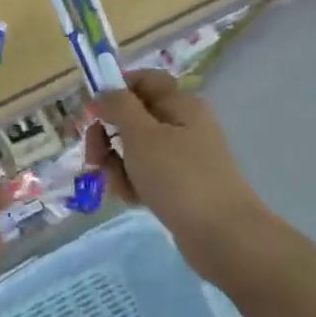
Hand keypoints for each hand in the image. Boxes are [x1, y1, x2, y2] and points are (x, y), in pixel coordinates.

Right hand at [87, 69, 271, 287]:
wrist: (222, 236)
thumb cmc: (179, 178)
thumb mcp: (142, 136)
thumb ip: (119, 107)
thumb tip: (104, 92)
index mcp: (180, 104)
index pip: (143, 80)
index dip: (115, 91)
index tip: (93, 114)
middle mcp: (183, 125)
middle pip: (133, 117)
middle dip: (108, 136)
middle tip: (95, 158)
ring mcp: (182, 157)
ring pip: (134, 149)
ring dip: (117, 165)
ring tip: (120, 187)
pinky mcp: (179, 185)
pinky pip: (145, 175)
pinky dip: (132, 184)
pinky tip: (132, 200)